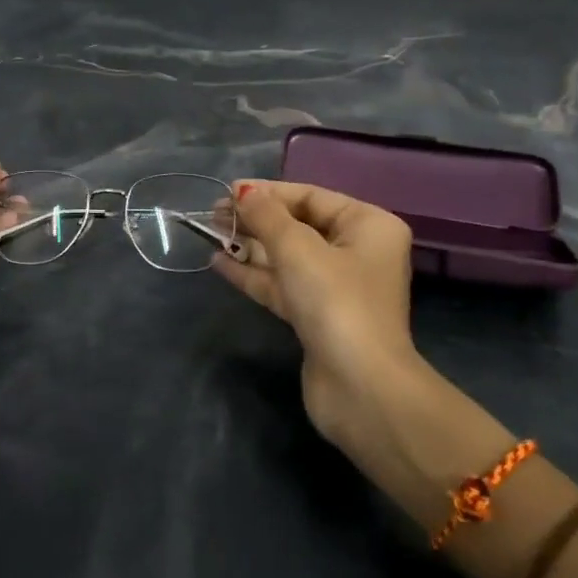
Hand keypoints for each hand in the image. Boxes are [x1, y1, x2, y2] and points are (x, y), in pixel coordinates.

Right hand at [212, 181, 419, 441]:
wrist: (359, 386)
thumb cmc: (335, 302)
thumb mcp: (297, 248)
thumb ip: (266, 216)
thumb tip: (244, 193)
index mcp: (368, 226)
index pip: (312, 197)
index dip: (269, 192)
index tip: (228, 190)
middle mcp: (357, 252)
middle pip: (299, 225)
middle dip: (256, 219)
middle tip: (213, 212)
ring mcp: (337, 287)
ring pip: (287, 257)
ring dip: (250, 245)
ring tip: (210, 231)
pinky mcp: (317, 317)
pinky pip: (282, 284)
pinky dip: (253, 273)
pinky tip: (219, 262)